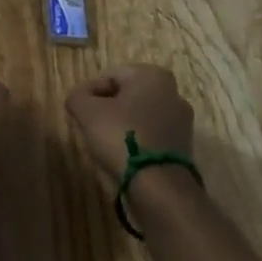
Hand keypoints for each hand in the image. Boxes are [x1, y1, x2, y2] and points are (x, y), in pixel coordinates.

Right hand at [64, 64, 194, 184]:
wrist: (160, 186)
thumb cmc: (121, 137)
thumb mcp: (86, 111)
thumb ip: (77, 96)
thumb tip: (79, 97)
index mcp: (152, 74)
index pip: (109, 76)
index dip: (90, 94)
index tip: (81, 113)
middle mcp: (173, 91)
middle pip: (127, 95)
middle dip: (108, 108)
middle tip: (91, 127)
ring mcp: (182, 120)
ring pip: (140, 115)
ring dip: (123, 125)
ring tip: (107, 144)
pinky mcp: (184, 145)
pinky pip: (152, 134)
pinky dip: (138, 140)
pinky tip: (125, 156)